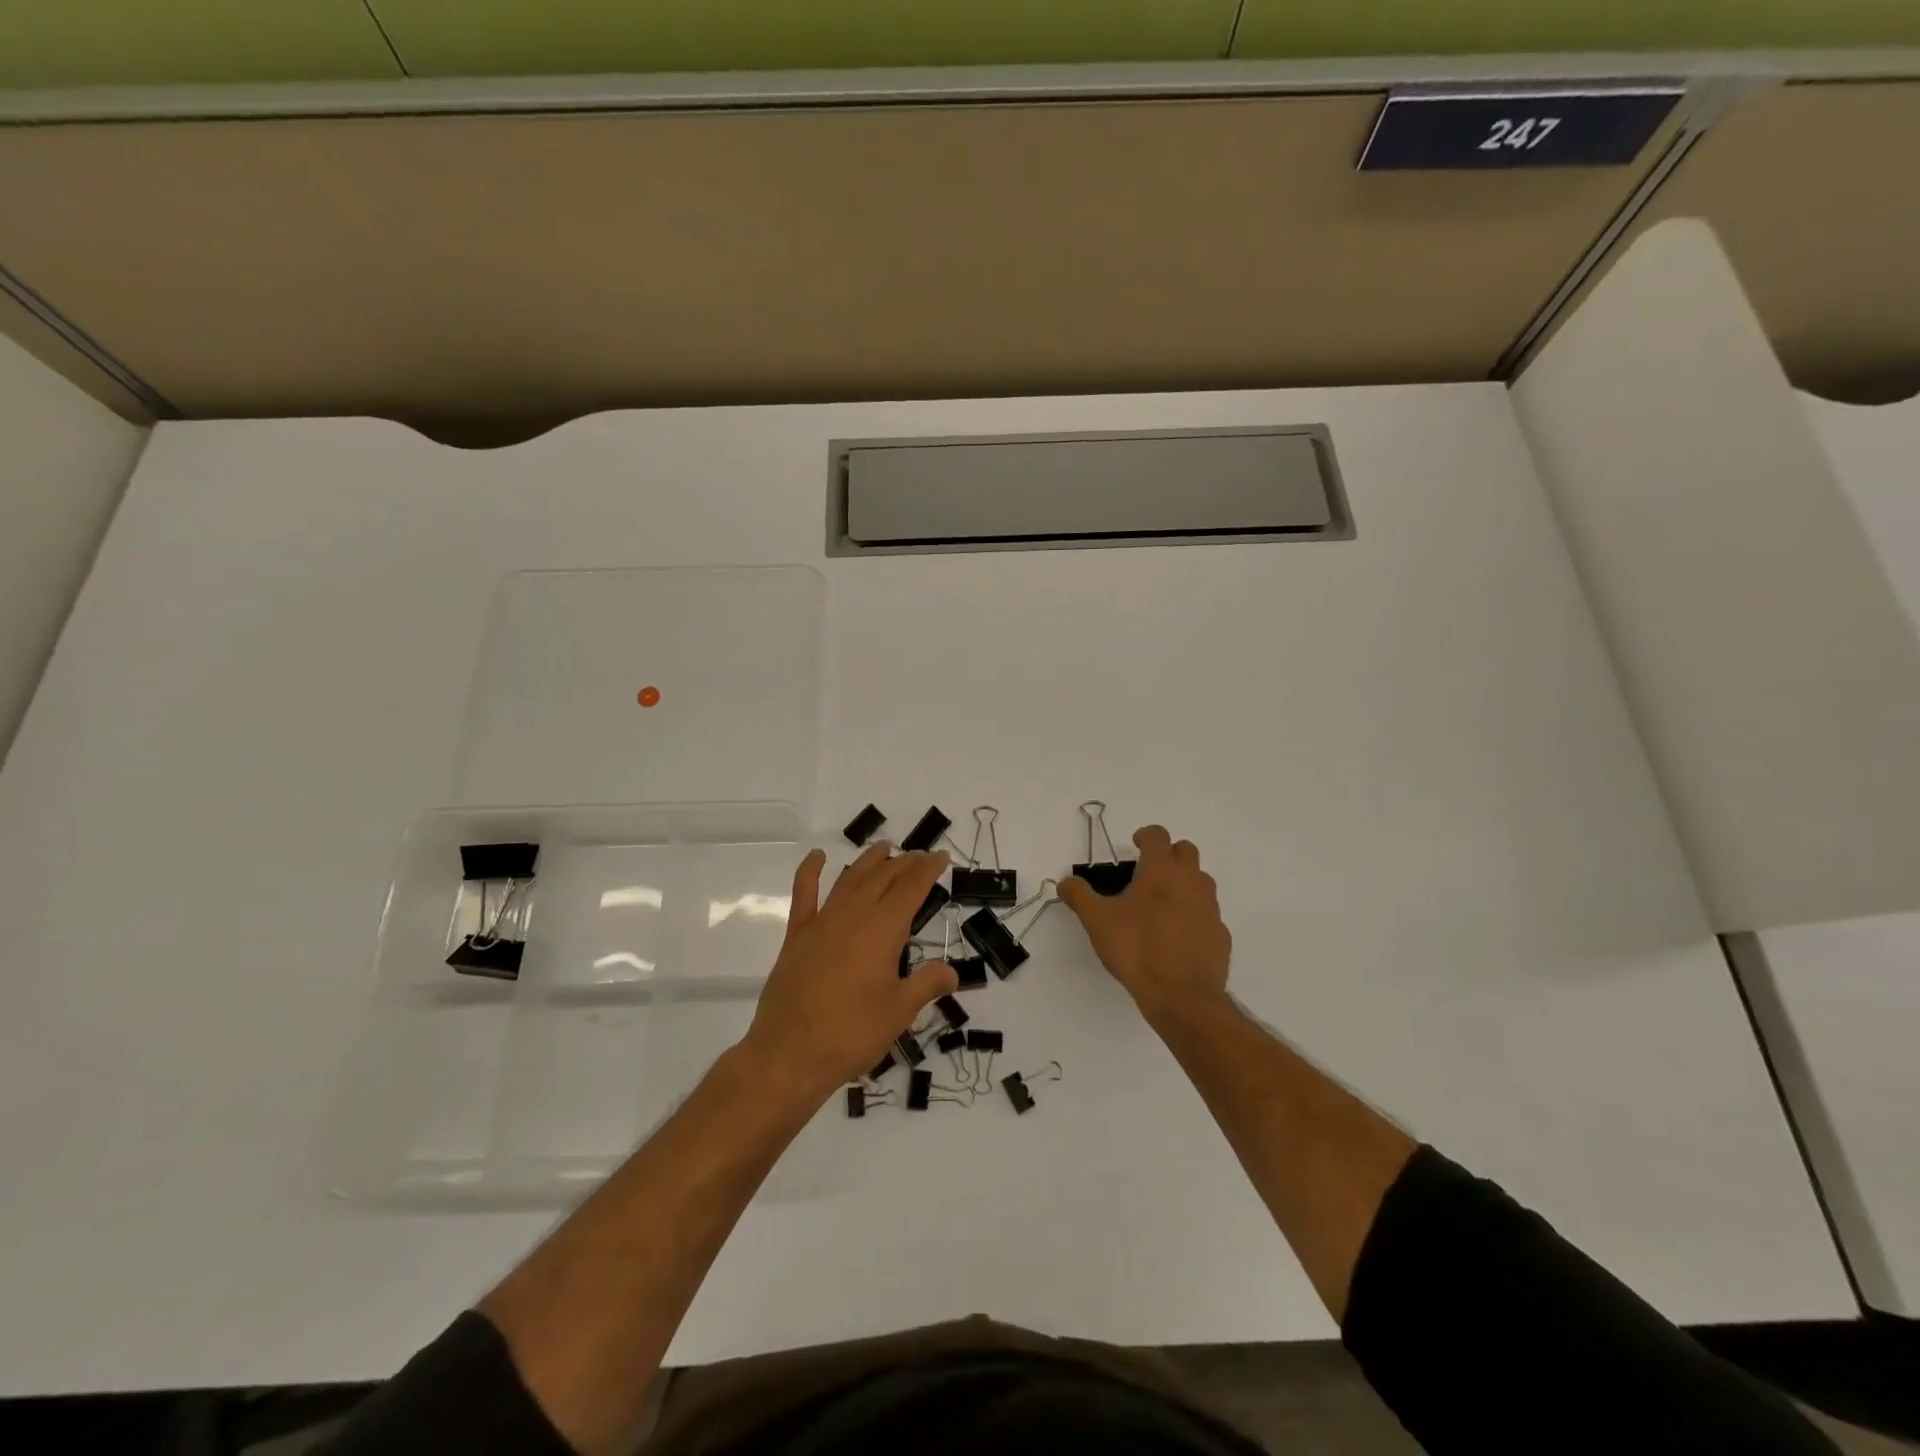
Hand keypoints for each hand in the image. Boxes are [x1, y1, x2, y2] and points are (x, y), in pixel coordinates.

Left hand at [740, 842, 958, 1103]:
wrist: (789, 1054)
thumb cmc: (852, 1034)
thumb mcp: (899, 1013)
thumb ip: (927, 985)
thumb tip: (952, 972)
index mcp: (883, 930)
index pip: (911, 888)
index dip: (928, 869)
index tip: (941, 858)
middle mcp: (854, 915)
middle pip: (883, 877)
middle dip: (905, 863)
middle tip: (920, 857)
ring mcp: (822, 922)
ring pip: (850, 878)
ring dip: (869, 861)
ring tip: (884, 848)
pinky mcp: (797, 935)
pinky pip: (804, 894)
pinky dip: (811, 871)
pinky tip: (817, 857)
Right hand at [1059, 825, 1231, 1021]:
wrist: (1182, 995)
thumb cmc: (1136, 949)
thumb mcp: (1097, 921)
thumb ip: (1080, 896)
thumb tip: (1065, 882)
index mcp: (1161, 871)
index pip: (1158, 836)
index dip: (1146, 835)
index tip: (1136, 845)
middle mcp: (1190, 881)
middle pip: (1186, 851)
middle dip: (1169, 854)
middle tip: (1149, 871)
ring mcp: (1210, 907)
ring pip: (1201, 880)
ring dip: (1184, 881)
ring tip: (1162, 903)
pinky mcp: (1220, 933)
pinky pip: (1208, 913)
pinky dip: (1194, 914)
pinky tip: (1178, 934)